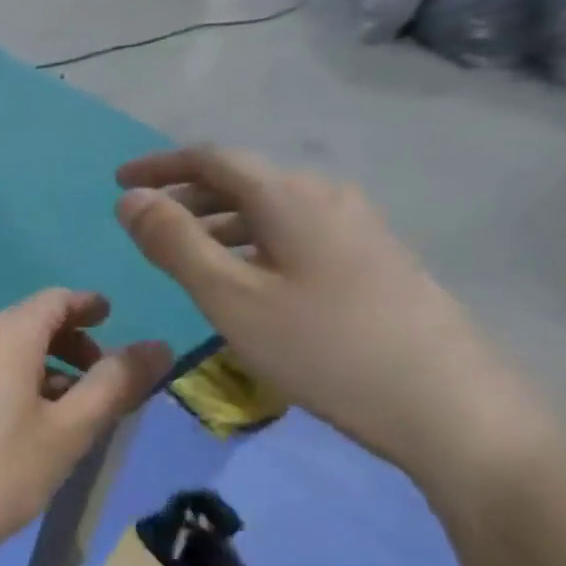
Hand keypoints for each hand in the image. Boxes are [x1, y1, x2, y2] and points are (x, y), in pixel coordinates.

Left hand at [0, 290, 169, 565]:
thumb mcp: (66, 434)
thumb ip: (114, 386)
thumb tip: (157, 344)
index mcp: (4, 335)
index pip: (54, 300)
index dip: (88, 306)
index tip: (113, 321)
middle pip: (27, 325)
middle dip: (70, 345)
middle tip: (103, 383)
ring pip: (3, 355)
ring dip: (42, 372)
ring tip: (70, 417)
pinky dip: (13, 389)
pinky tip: (23, 434)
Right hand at [115, 147, 556, 485]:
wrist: (447, 406)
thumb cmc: (323, 348)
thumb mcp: (231, 298)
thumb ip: (175, 244)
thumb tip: (130, 198)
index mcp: (290, 196)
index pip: (212, 159)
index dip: (160, 166)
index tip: (118, 181)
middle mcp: (327, 198)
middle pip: (242, 181)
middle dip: (185, 197)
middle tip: (143, 227)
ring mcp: (357, 229)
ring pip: (269, 212)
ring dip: (217, 224)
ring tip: (183, 257)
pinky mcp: (372, 262)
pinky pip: (294, 236)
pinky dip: (251, 245)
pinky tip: (244, 281)